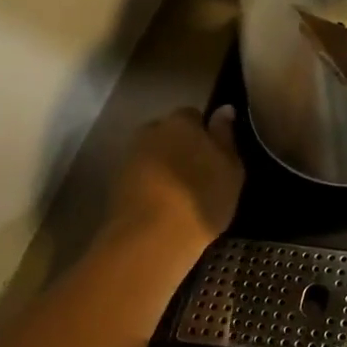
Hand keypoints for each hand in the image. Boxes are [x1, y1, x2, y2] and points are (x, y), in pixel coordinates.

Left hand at [106, 106, 244, 257]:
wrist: (151, 238)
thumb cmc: (201, 197)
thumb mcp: (230, 168)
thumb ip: (225, 136)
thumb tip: (224, 109)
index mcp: (181, 121)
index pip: (193, 115)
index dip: (204, 133)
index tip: (214, 154)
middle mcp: (151, 131)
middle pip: (168, 133)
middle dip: (180, 146)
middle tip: (198, 172)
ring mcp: (130, 157)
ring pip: (153, 154)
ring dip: (164, 166)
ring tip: (181, 193)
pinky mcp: (115, 184)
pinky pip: (140, 176)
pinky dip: (150, 185)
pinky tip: (163, 205)